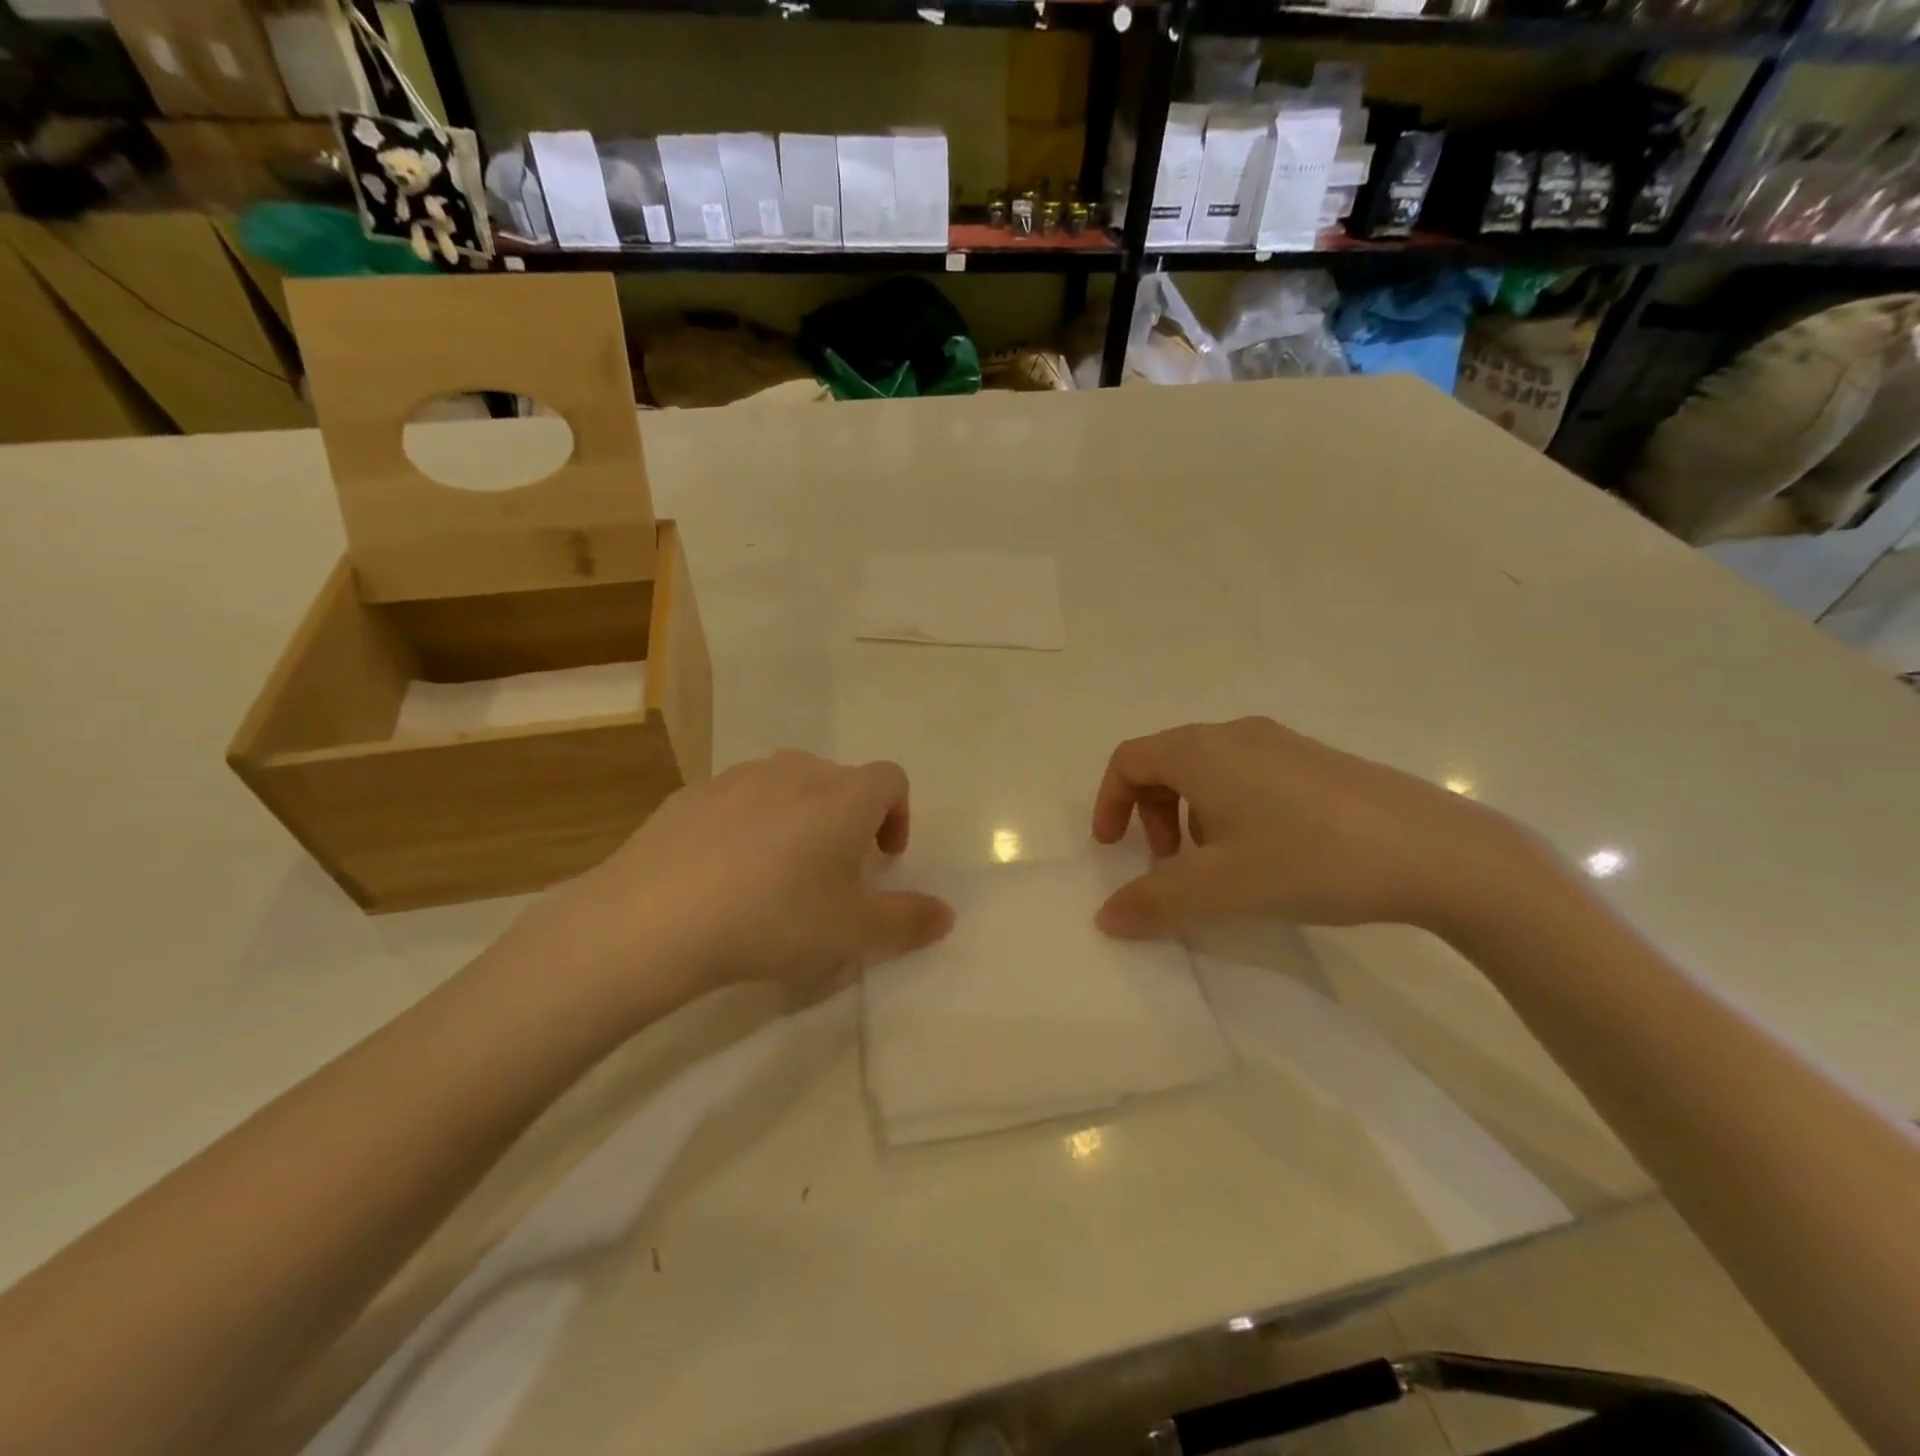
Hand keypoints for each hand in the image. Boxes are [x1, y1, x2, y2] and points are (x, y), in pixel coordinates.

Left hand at [494, 751, 953, 1028]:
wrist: (655, 918)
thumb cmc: (774, 918)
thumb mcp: (854, 933)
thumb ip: (909, 921)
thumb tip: (946, 914)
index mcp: (843, 796)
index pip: (891, 780)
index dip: (898, 815)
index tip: (884, 858)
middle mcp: (795, 772)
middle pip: (838, 781)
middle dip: (847, 820)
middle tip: (834, 873)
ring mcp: (737, 778)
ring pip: (785, 787)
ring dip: (797, 819)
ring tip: (779, 874)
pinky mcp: (689, 795)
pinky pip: (736, 802)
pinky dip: (746, 827)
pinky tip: (724, 875)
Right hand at [1091, 717, 1535, 939]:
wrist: (1438, 852)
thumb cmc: (1309, 859)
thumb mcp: (1219, 888)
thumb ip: (1152, 902)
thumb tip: (1105, 917)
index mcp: (1202, 752)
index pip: (1129, 760)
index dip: (1108, 802)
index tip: (1112, 848)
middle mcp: (1236, 735)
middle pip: (1166, 761)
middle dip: (1150, 812)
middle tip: (1166, 862)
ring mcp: (1283, 743)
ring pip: (1209, 769)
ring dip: (1190, 812)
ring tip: (1216, 863)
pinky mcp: (1318, 761)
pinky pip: (1248, 774)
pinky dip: (1229, 807)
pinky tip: (1267, 851)